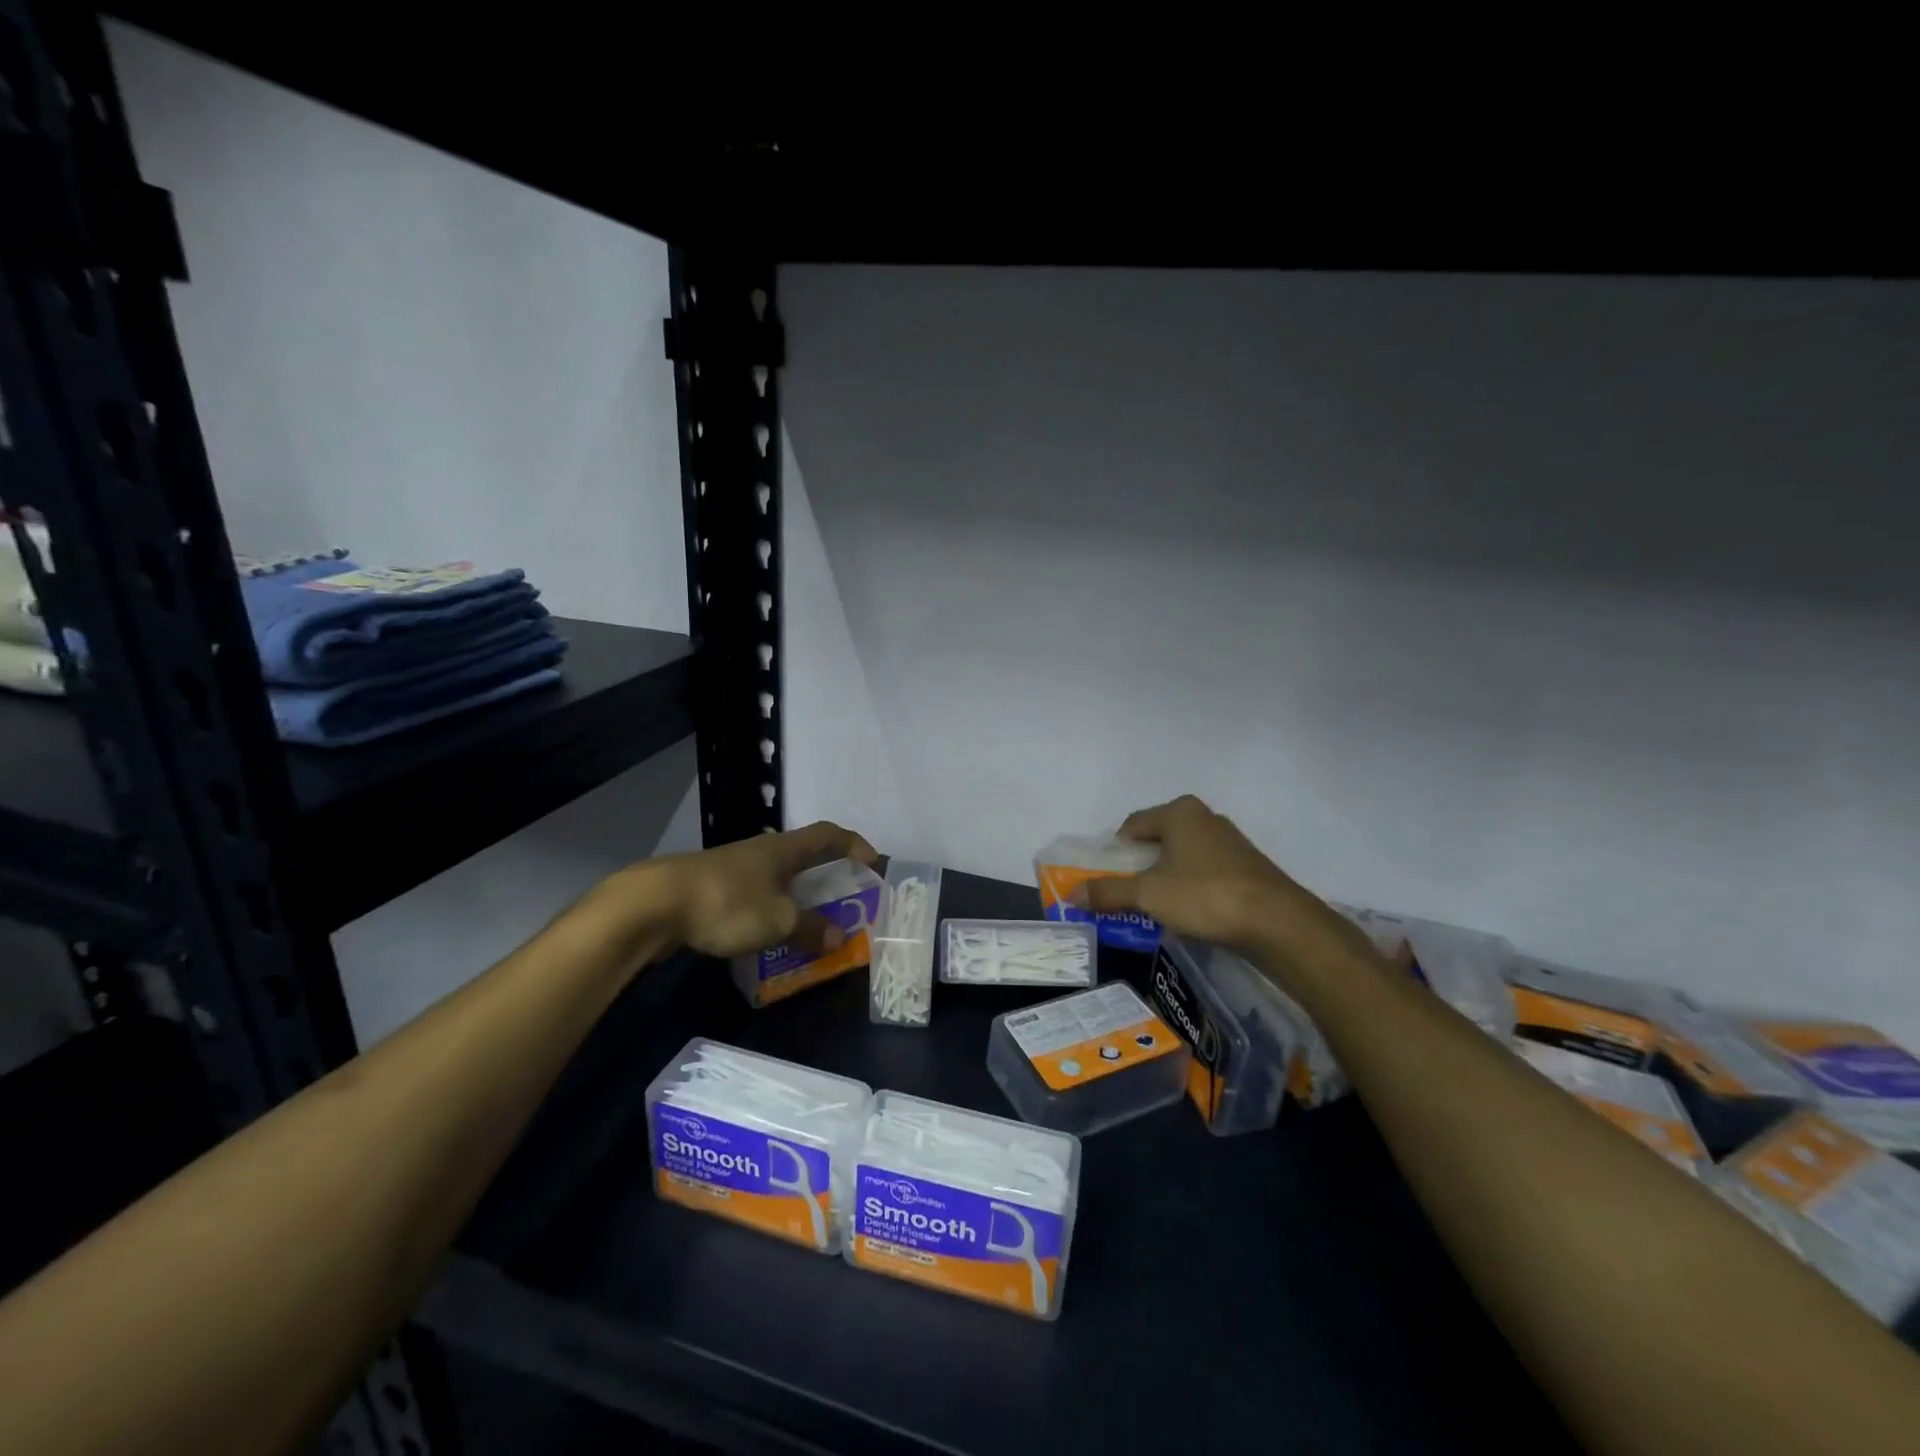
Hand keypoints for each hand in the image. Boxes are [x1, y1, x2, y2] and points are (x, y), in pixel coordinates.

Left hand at [647, 820, 878, 959]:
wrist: (652, 905)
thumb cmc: (726, 903)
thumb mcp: (777, 921)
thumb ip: (811, 929)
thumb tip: (840, 937)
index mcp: (783, 849)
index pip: (828, 835)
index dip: (853, 844)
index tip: (872, 861)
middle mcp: (760, 851)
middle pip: (802, 856)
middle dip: (825, 875)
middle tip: (843, 900)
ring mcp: (732, 868)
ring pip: (775, 878)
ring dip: (795, 897)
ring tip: (807, 924)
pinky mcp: (709, 888)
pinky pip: (752, 897)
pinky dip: (768, 911)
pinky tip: (765, 936)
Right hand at [1084, 796, 1360, 974]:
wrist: (1278, 923)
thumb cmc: (1206, 896)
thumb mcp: (1149, 895)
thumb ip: (1109, 892)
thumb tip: (1072, 893)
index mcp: (1179, 812)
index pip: (1132, 826)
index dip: (1114, 853)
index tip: (1106, 880)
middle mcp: (1204, 818)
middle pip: (1157, 841)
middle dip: (1139, 868)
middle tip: (1127, 897)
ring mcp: (1229, 842)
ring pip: (1182, 858)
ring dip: (1165, 880)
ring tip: (1156, 910)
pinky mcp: (1246, 866)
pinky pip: (1204, 873)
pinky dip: (1191, 889)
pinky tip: (1190, 915)